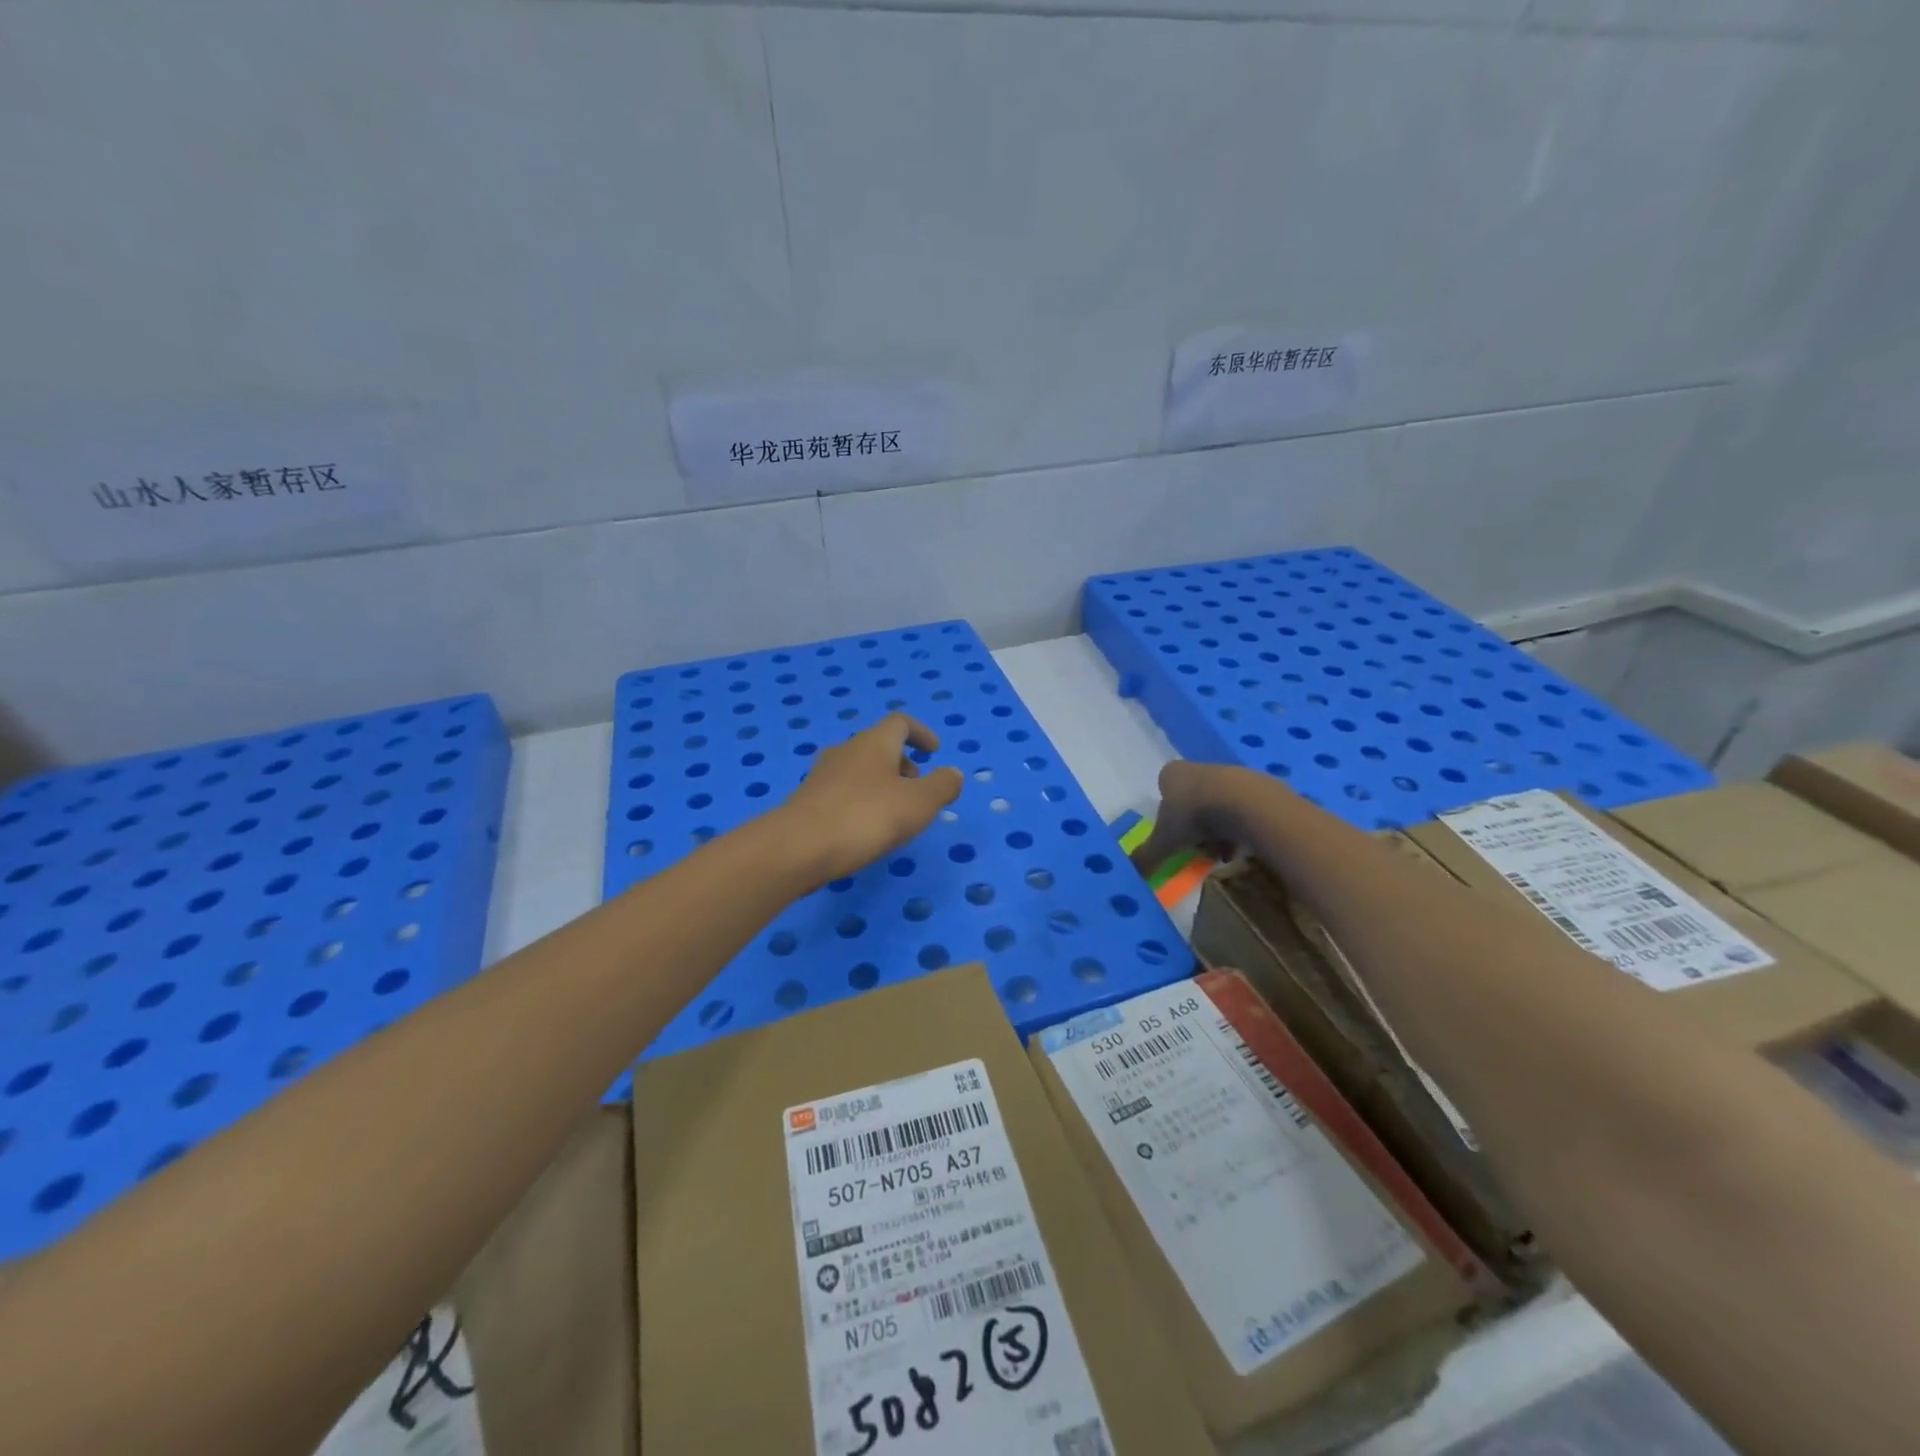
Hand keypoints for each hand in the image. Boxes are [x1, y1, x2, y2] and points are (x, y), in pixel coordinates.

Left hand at [771, 713, 963, 890]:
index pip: (900, 723)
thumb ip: (942, 786)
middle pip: (878, 746)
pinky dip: (861, 801)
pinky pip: (843, 792)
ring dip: (882, 784)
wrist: (798, 847)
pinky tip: (865, 830)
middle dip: (902, 763)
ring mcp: (822, 775)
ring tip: (895, 814)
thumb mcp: (918, 804)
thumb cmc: (865, 817)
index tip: (935, 753)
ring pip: (859, 770)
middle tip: (918, 788)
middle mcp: (846, 751)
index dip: (921, 734)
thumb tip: (953, 773)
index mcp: (874, 743)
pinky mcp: (808, 801)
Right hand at [1130, 760, 1275, 876]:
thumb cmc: (1195, 816)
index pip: (1164, 787)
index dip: (1166, 811)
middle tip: (1197, 848)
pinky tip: (1243, 845)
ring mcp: (1230, 775)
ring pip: (1218, 806)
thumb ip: (1147, 856)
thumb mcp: (1164, 841)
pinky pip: (1244, 810)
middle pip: (1192, 798)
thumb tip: (1132, 873)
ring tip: (1223, 852)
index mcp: (1173, 774)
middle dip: (1195, 825)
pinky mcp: (1257, 786)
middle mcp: (1199, 768)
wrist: (1247, 804)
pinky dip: (1241, 828)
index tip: (1173, 833)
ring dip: (1219, 830)